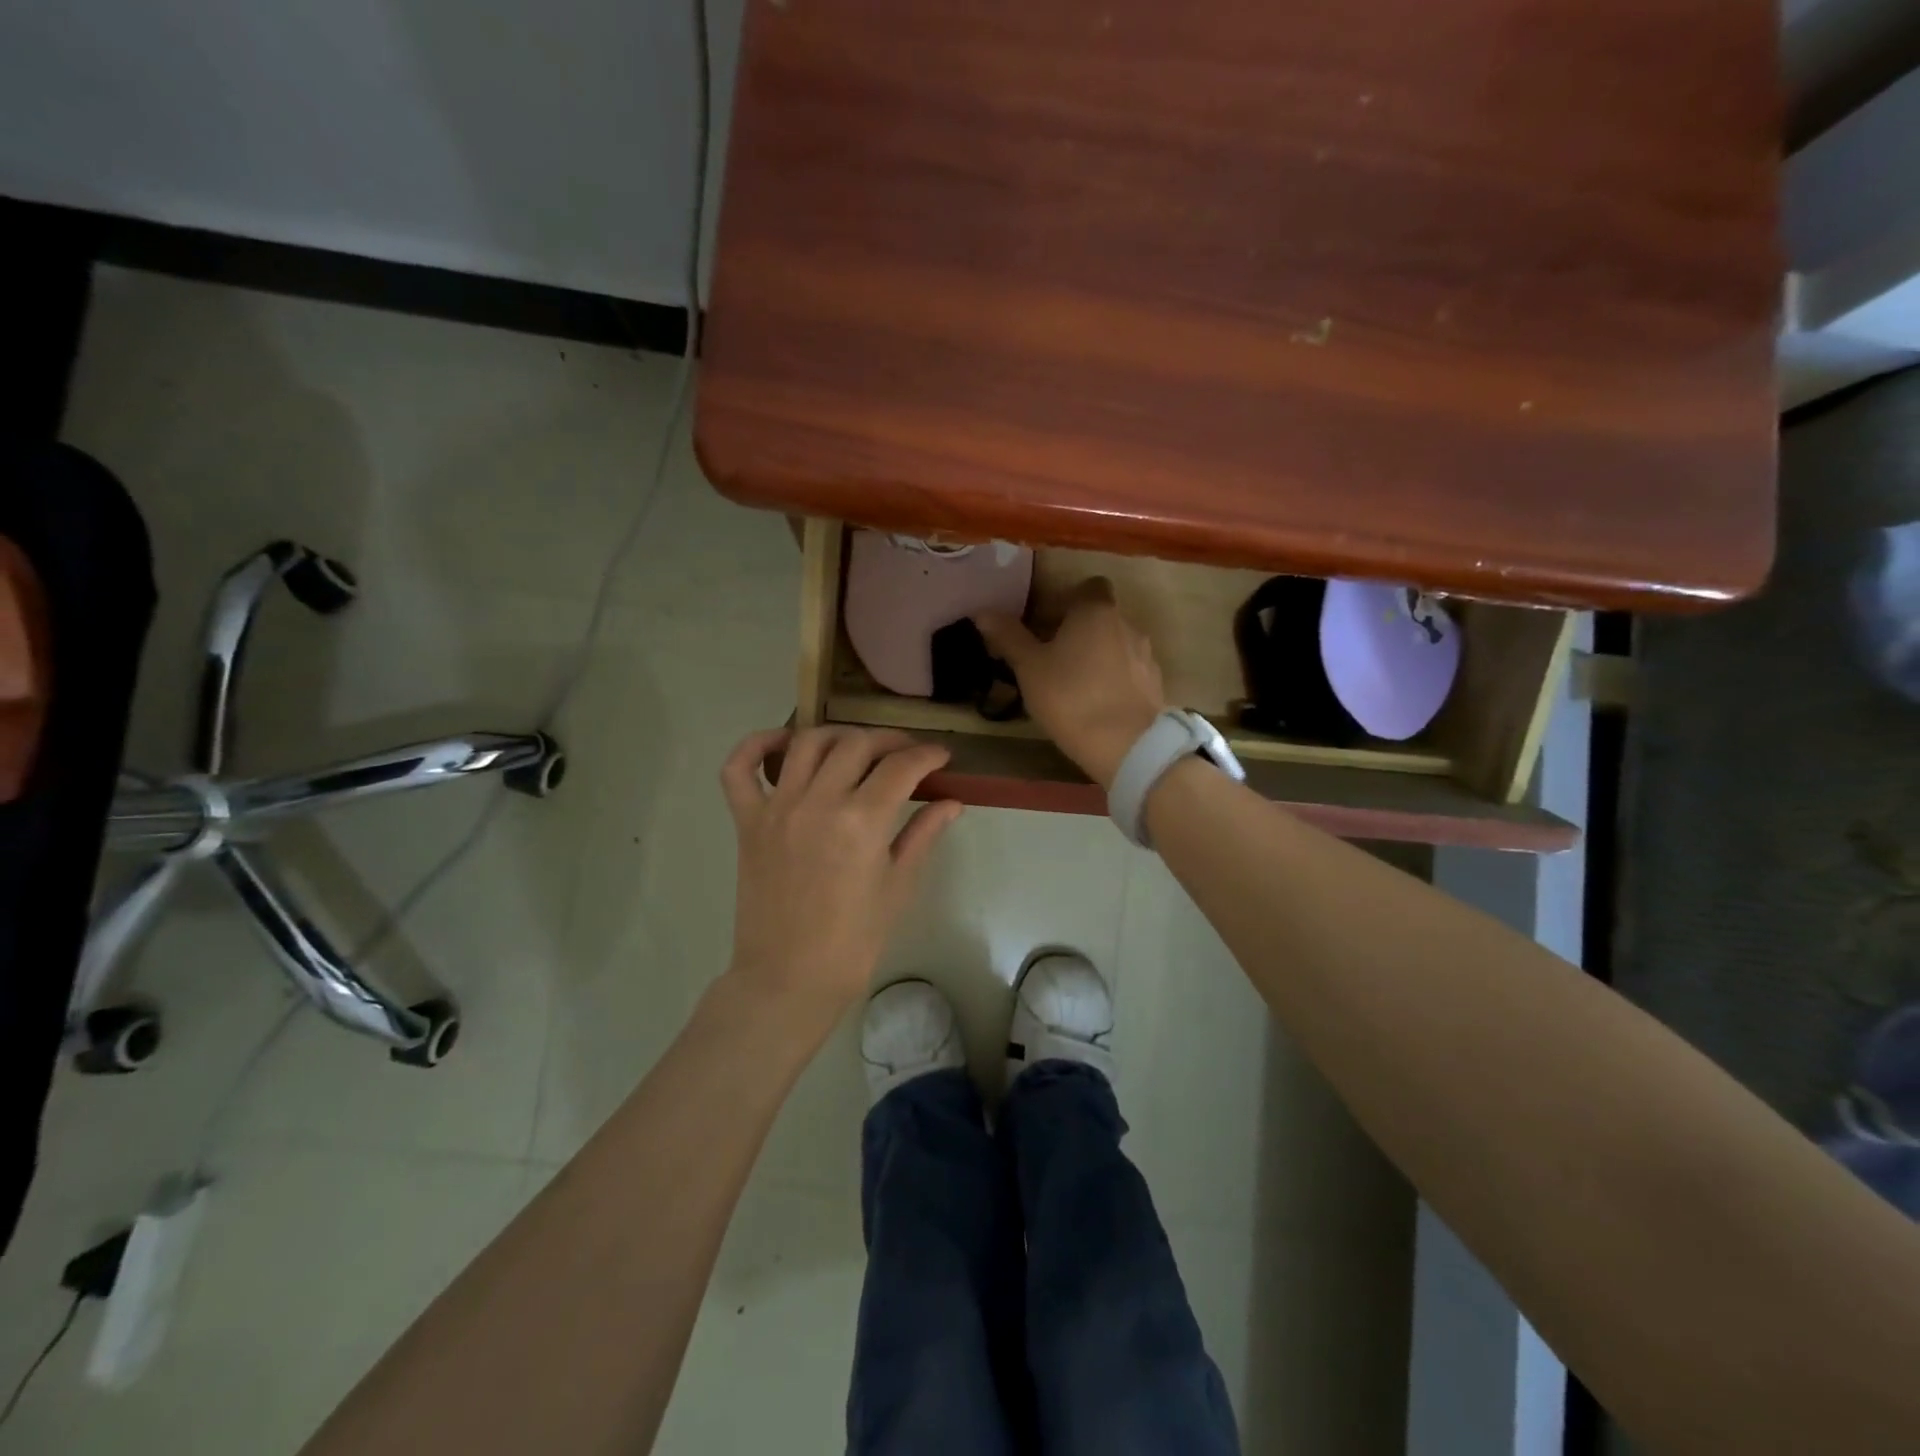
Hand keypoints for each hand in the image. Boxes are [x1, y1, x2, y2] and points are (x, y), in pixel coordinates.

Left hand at [719, 727, 961, 1018]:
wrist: (789, 978)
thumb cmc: (854, 940)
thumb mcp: (898, 887)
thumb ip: (923, 834)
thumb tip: (952, 802)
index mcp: (863, 821)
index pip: (901, 767)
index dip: (927, 755)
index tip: (940, 756)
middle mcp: (818, 802)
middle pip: (856, 744)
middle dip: (889, 741)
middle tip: (905, 755)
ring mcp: (777, 808)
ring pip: (806, 743)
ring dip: (838, 736)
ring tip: (855, 748)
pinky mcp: (747, 821)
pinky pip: (738, 769)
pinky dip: (756, 745)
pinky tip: (782, 744)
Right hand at [975, 578, 1167, 789]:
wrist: (1127, 745)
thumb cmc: (1071, 697)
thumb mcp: (1029, 668)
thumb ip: (1008, 637)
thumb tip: (983, 611)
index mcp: (1096, 611)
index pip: (1088, 587)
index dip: (1067, 601)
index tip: (1046, 623)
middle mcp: (1127, 624)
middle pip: (1101, 617)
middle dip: (1079, 632)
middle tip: (1051, 658)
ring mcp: (1146, 656)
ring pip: (1116, 646)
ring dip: (1097, 657)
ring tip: (1073, 685)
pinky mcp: (1155, 686)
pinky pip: (1129, 672)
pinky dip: (1113, 680)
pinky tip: (1096, 704)